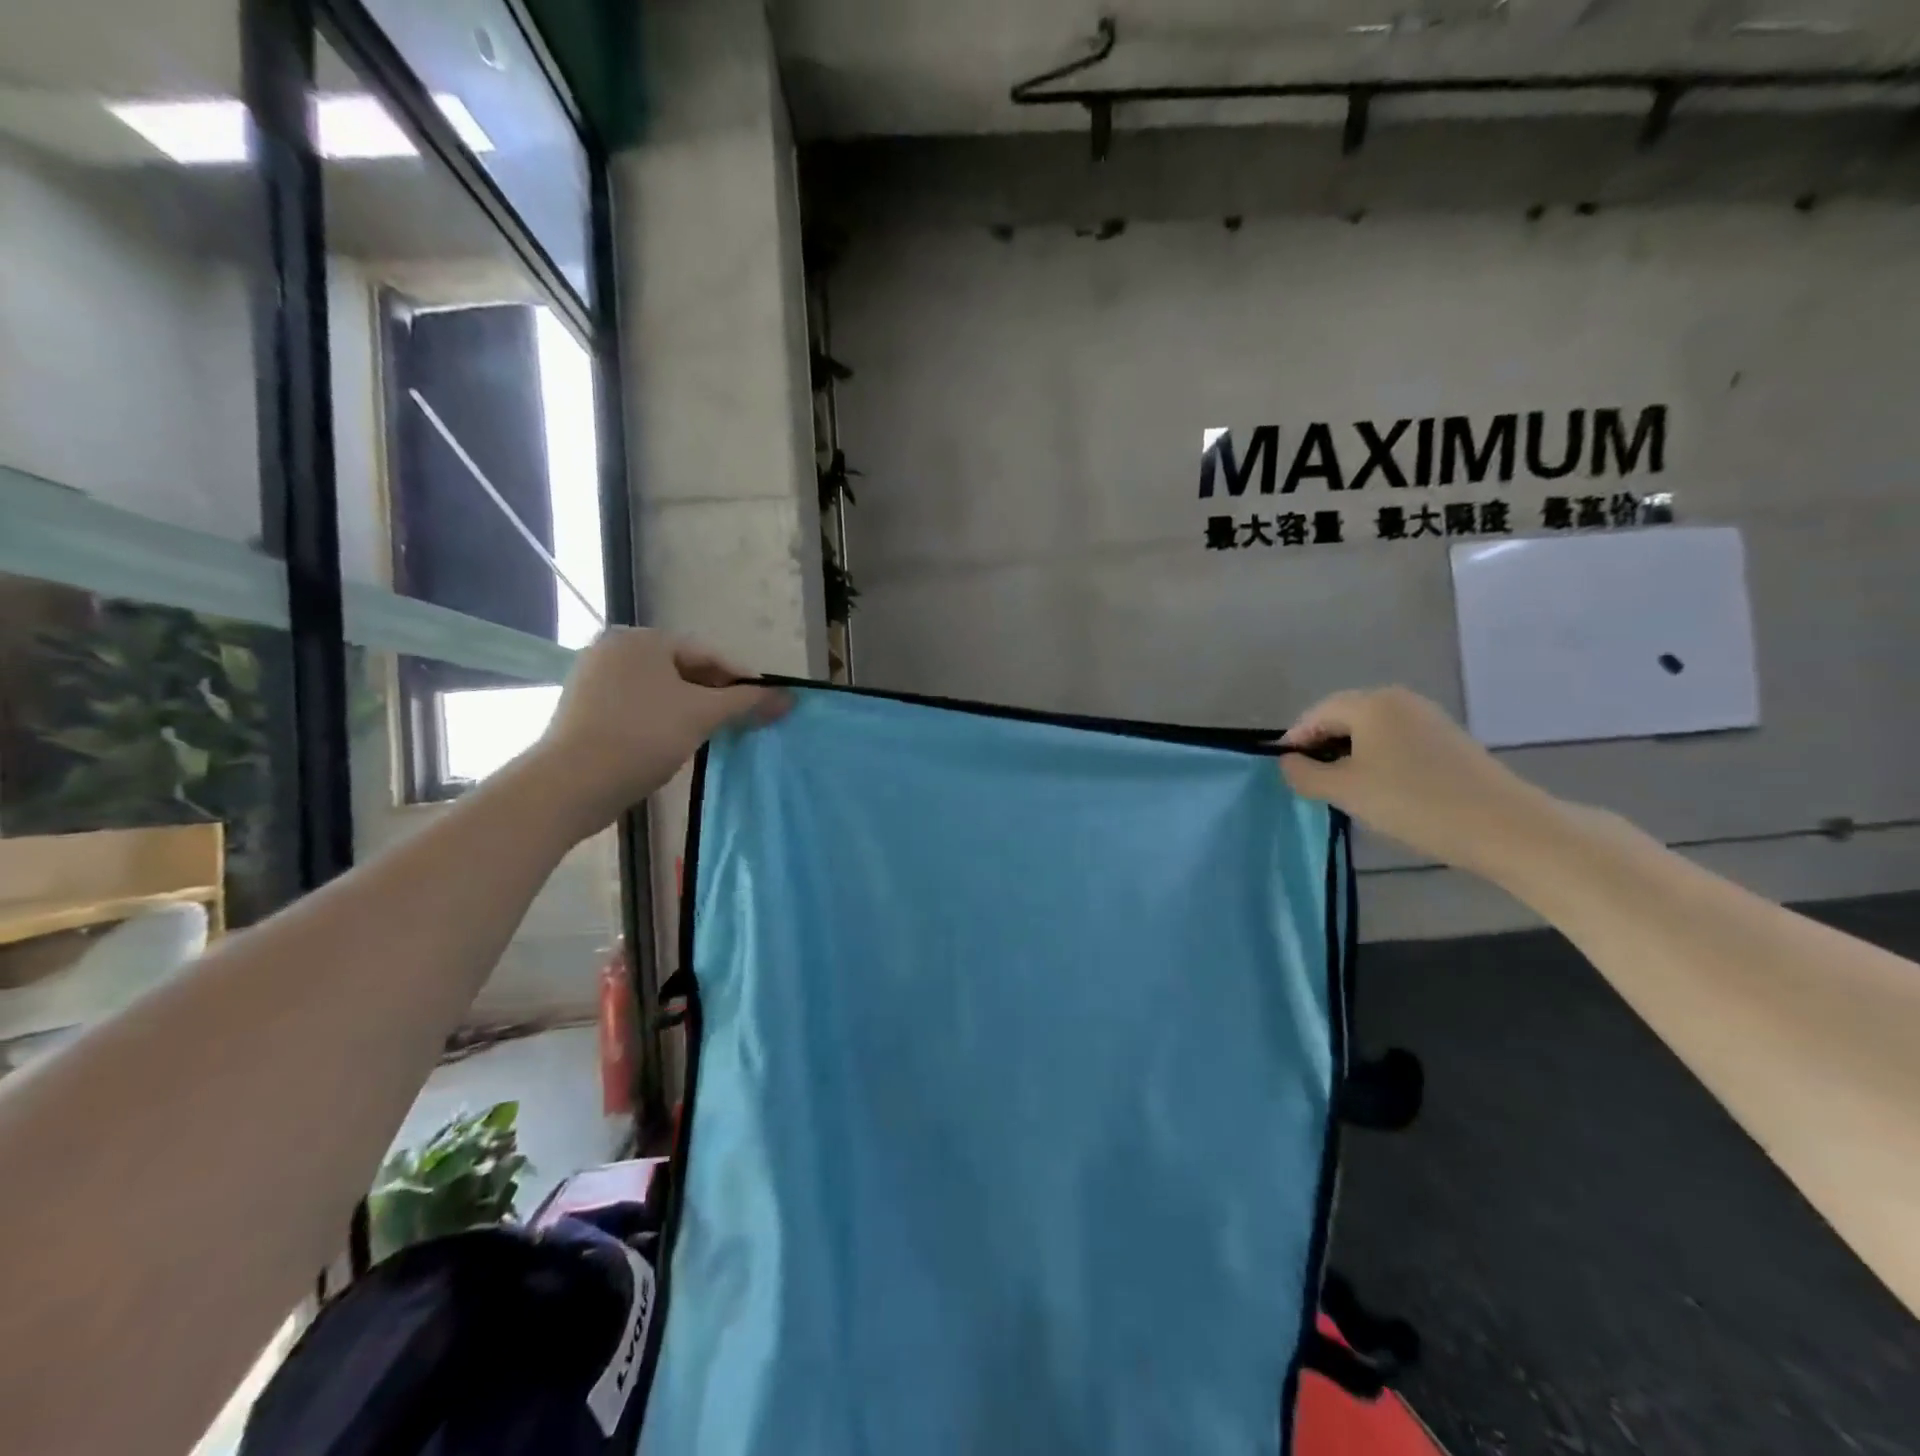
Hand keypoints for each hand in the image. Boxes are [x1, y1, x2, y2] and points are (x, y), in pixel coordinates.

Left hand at [529, 629, 787, 834]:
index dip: (741, 679)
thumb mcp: (702, 715)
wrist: (570, 784)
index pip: (707, 653)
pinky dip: (663, 718)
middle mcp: (614, 648)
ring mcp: (594, 678)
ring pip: (661, 689)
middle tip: (742, 720)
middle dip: (715, 693)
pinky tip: (677, 741)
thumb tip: (788, 697)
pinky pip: (638, 705)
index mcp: (641, 639)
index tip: (766, 702)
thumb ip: (747, 702)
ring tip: (715, 732)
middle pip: (683, 668)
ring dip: (691, 708)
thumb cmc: (642, 736)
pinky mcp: (585, 708)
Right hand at [1279, 687, 1552, 873]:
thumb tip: (1287, 763)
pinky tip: (1383, 792)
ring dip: (1349, 758)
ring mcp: (1428, 718)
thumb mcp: (1345, 791)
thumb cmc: (1413, 803)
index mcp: (1371, 703)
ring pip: (1370, 732)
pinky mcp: (1448, 740)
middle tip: (1314, 785)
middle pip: (1343, 718)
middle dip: (1322, 749)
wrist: (1504, 827)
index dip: (1294, 742)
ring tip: (1346, 792)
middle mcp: (1399, 700)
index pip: (1315, 714)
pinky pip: (1396, 743)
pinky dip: (1378, 761)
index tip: (1286, 774)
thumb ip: (1304, 774)